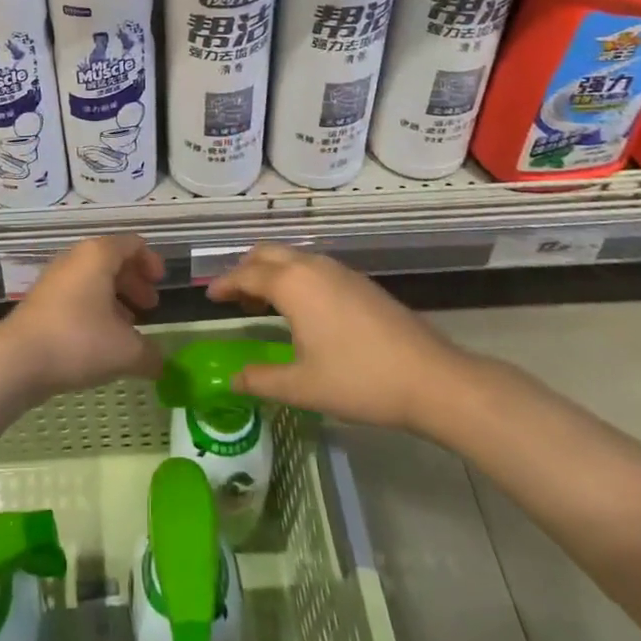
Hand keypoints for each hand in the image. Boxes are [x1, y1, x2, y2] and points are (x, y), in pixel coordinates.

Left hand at [0, 235, 165, 399]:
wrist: (16, 360)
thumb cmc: (77, 341)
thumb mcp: (126, 351)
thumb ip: (151, 354)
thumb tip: (163, 364)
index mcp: (98, 255)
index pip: (132, 243)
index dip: (151, 261)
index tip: (161, 284)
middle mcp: (76, 259)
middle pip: (112, 260)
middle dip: (134, 282)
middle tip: (150, 306)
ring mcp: (55, 279)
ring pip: (93, 280)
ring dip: (115, 298)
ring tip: (129, 328)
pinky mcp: (42, 301)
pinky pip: (77, 295)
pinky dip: (95, 309)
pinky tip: (101, 341)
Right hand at [207, 244, 478, 437]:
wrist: (431, 378)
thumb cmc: (359, 380)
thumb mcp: (302, 386)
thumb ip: (261, 380)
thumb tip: (232, 380)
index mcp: (292, 284)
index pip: (245, 275)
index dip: (224, 284)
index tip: (209, 296)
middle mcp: (312, 266)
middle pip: (267, 254)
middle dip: (245, 269)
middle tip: (234, 297)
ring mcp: (339, 271)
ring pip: (292, 258)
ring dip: (272, 273)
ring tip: (264, 305)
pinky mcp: (360, 282)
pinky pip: (313, 267)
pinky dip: (295, 278)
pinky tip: (303, 311)